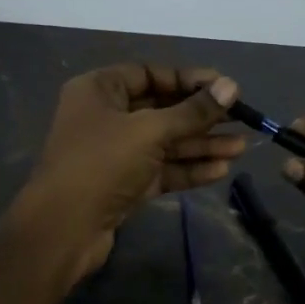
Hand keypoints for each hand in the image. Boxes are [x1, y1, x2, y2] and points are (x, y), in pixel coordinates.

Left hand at [16, 63, 244, 285]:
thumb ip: (192, 111)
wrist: (63, 229)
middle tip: (241, 119)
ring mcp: (114, 153)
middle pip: (161, 109)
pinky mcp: (123, 184)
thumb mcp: (150, 131)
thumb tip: (231, 87)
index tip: (225, 88)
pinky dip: (188, 169)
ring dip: (201, 145)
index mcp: (99, 90)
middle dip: (201, 117)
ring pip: (165, 143)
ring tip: (241, 147)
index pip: (150, 74)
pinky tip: (220, 170)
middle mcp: (105, 117)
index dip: (188, 80)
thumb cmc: (101, 164)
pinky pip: (161, 169)